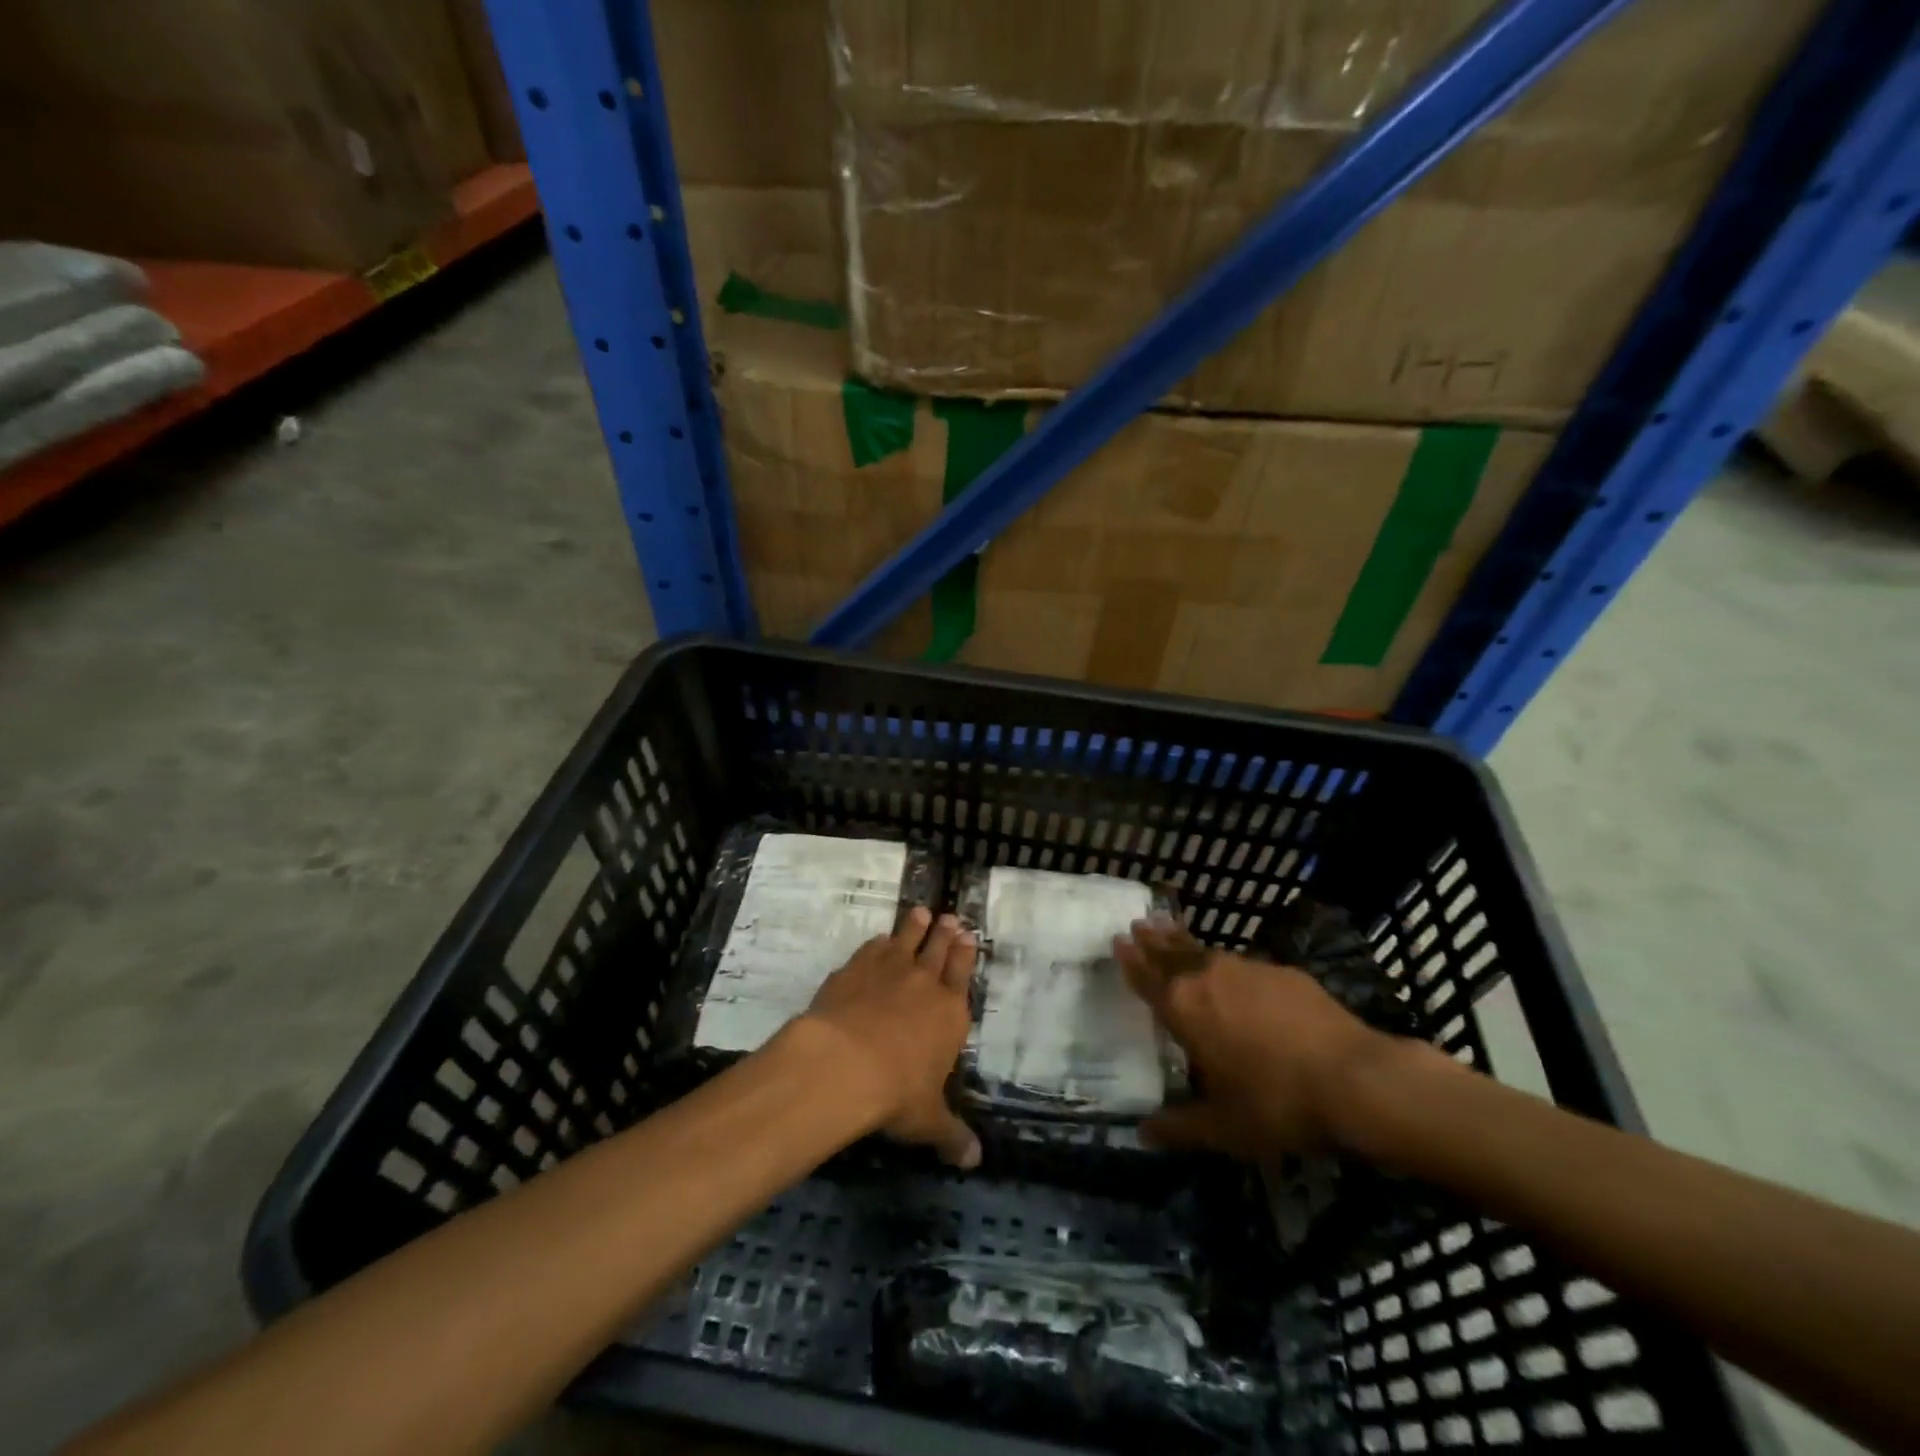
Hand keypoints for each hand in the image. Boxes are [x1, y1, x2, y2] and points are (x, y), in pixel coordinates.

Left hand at [802, 907, 980, 1168]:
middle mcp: (924, 983)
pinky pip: (871, 948)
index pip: (962, 974)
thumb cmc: (895, 1092)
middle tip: (950, 917)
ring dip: (914, 926)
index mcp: (950, 1013)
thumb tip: (974, 1162)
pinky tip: (877, 940)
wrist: (844, 1062)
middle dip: (945, 933)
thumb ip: (951, 1135)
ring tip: (920, 912)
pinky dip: (877, 943)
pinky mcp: (855, 968)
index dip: (965, 953)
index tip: (967, 934)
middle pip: (938, 949)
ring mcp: (888, 970)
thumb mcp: (928, 1120)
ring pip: (907, 939)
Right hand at [1114, 915, 1404, 1156]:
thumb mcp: (1223, 1127)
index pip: (1147, 977)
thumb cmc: (1276, 1103)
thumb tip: (1142, 1133)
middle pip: (1171, 952)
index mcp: (1183, 1008)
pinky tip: (1233, 970)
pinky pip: (1242, 963)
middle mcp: (1207, 977)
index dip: (1130, 959)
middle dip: (1152, 940)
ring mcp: (1247, 969)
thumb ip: (1179, 1127)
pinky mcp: (1282, 972)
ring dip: (1184, 941)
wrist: (1354, 1079)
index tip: (1118, 939)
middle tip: (1139, 923)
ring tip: (1171, 928)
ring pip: (1205, 950)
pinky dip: (1226, 962)